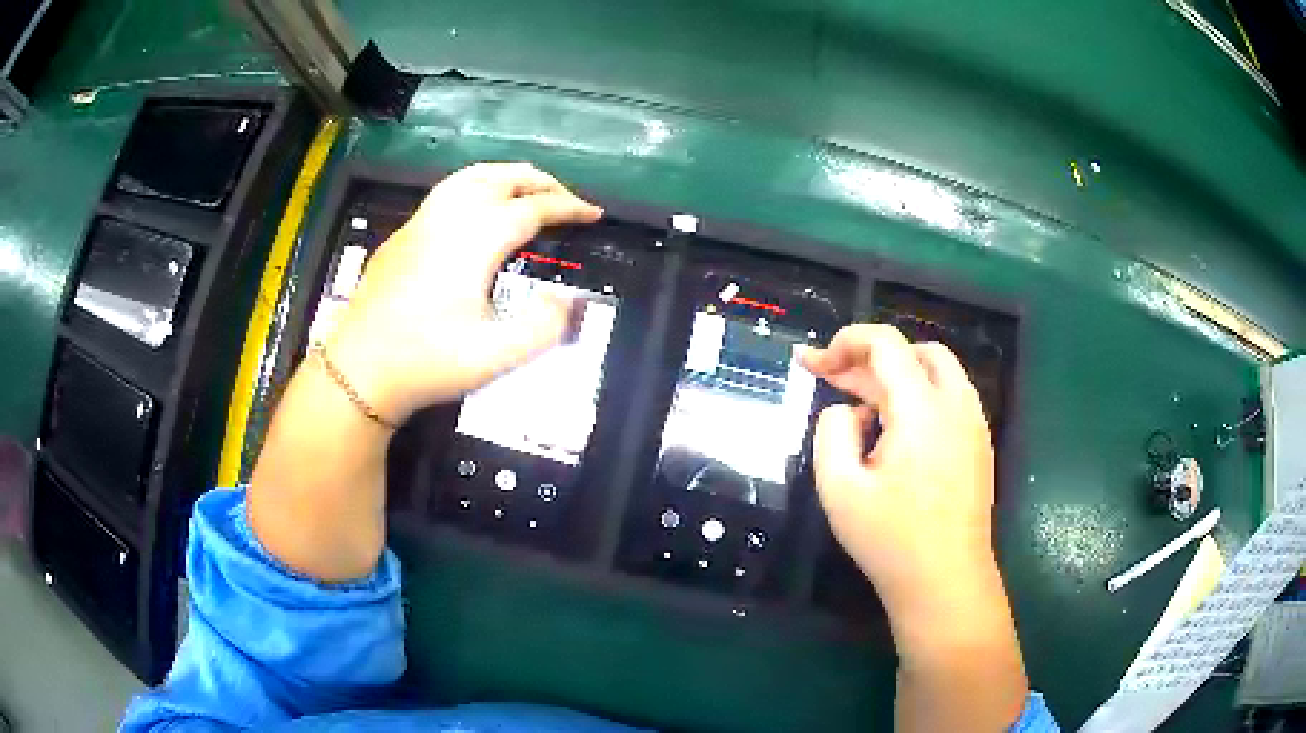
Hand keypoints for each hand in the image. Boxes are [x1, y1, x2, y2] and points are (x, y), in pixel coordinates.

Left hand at [325, 163, 602, 422]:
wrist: (360, 370)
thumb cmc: (427, 362)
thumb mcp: (495, 356)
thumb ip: (543, 328)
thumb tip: (568, 300)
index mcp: (475, 240)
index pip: (532, 208)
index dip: (568, 207)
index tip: (593, 214)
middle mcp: (448, 219)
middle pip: (502, 178)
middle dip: (540, 181)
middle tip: (565, 198)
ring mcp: (420, 223)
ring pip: (469, 177)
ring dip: (506, 176)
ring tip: (527, 191)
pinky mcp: (402, 236)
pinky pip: (446, 192)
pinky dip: (477, 187)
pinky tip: (476, 213)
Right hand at [800, 325, 997, 626]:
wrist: (945, 582)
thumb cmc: (890, 540)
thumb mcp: (839, 488)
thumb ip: (832, 431)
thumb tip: (846, 410)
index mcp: (922, 409)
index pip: (886, 343)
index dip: (846, 341)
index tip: (815, 364)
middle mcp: (956, 404)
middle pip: (914, 351)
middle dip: (867, 357)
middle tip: (831, 379)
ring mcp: (974, 424)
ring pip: (936, 370)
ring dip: (895, 374)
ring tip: (860, 403)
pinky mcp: (979, 444)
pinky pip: (948, 396)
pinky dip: (917, 394)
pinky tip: (894, 430)